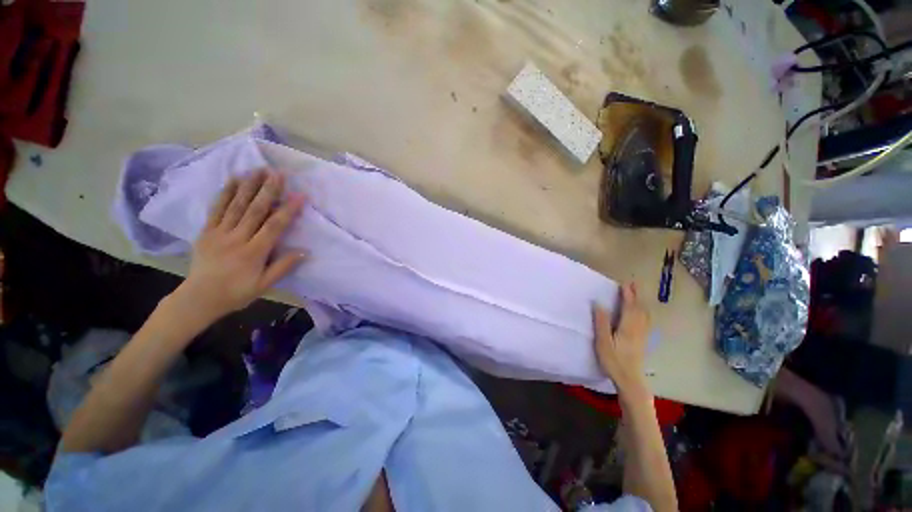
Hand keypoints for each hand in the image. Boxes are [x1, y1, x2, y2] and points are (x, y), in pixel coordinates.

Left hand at [172, 170, 305, 322]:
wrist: (198, 298)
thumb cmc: (236, 292)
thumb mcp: (264, 285)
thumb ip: (283, 267)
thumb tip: (304, 251)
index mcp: (254, 252)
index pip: (274, 226)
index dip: (288, 210)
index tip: (300, 195)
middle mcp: (237, 238)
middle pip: (255, 210)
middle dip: (269, 190)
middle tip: (279, 173)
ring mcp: (219, 232)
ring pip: (236, 205)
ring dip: (249, 186)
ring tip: (259, 169)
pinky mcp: (206, 230)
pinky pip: (217, 208)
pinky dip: (226, 192)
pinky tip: (234, 180)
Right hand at [593, 283, 650, 395]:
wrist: (630, 379)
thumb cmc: (613, 360)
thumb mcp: (603, 342)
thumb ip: (601, 322)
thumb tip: (599, 304)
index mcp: (627, 327)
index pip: (628, 307)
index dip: (627, 294)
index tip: (624, 283)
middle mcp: (637, 328)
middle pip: (639, 308)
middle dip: (636, 295)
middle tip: (633, 283)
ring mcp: (642, 335)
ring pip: (644, 314)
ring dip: (641, 302)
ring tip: (637, 293)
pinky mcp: (643, 340)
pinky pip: (646, 321)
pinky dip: (644, 312)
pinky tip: (643, 312)